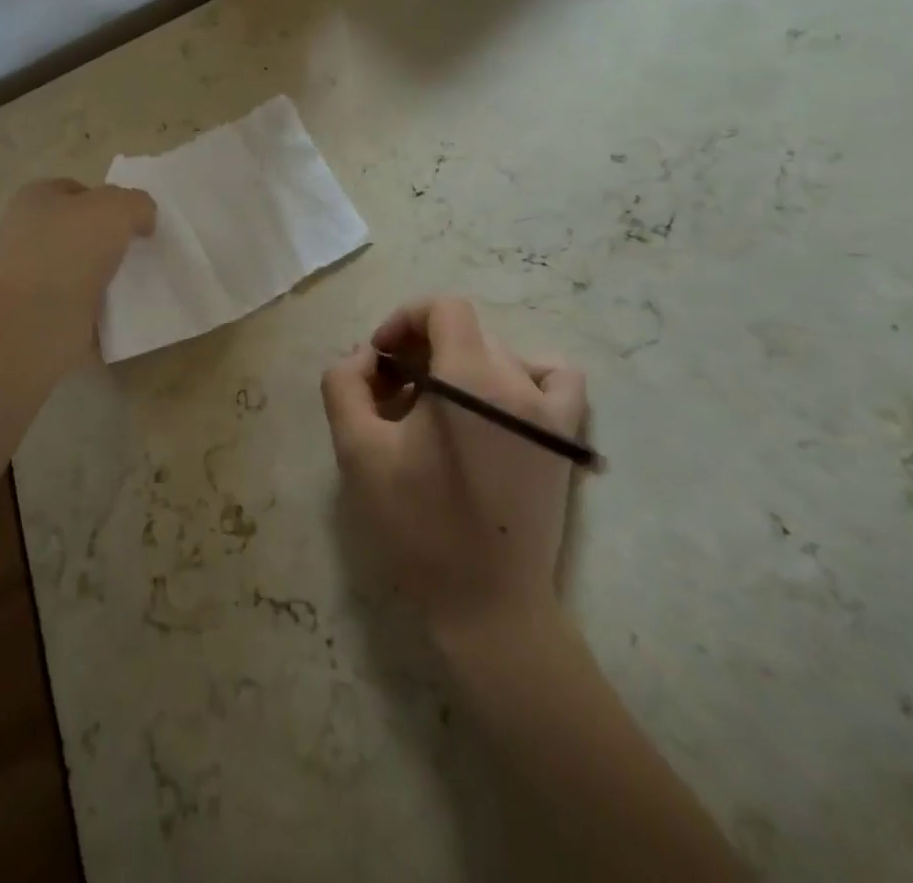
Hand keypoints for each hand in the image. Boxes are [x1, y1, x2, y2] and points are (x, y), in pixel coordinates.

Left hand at [0, 178, 155, 369]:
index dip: (105, 198)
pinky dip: (95, 305)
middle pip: (76, 228)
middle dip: (106, 238)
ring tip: (132, 281)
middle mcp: (24, 233)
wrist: (37, 321)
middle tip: (136, 249)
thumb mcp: (117, 208)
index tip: (131, 219)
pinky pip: (75, 301)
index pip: (75, 189)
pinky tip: (117, 309)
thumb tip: (142, 219)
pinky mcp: (36, 311)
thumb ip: (137, 204)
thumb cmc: (71, 249)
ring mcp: (28, 275)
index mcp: (33, 199)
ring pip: (77, 266)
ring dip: (102, 274)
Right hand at [321, 297, 587, 635]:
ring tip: (435, 411)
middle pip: (465, 332)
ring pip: (497, 354)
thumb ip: (345, 384)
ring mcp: (551, 411)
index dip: (404, 320)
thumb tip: (367, 357)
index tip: (381, 360)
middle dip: (421, 349)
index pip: (443, 308)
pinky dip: (522, 376)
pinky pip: (554, 379)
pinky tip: (497, 406)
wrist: (488, 605)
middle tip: (393, 395)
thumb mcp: (357, 450)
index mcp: (470, 378)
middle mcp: (519, 382)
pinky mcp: (566, 440)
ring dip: (459, 366)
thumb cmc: (417, 526)